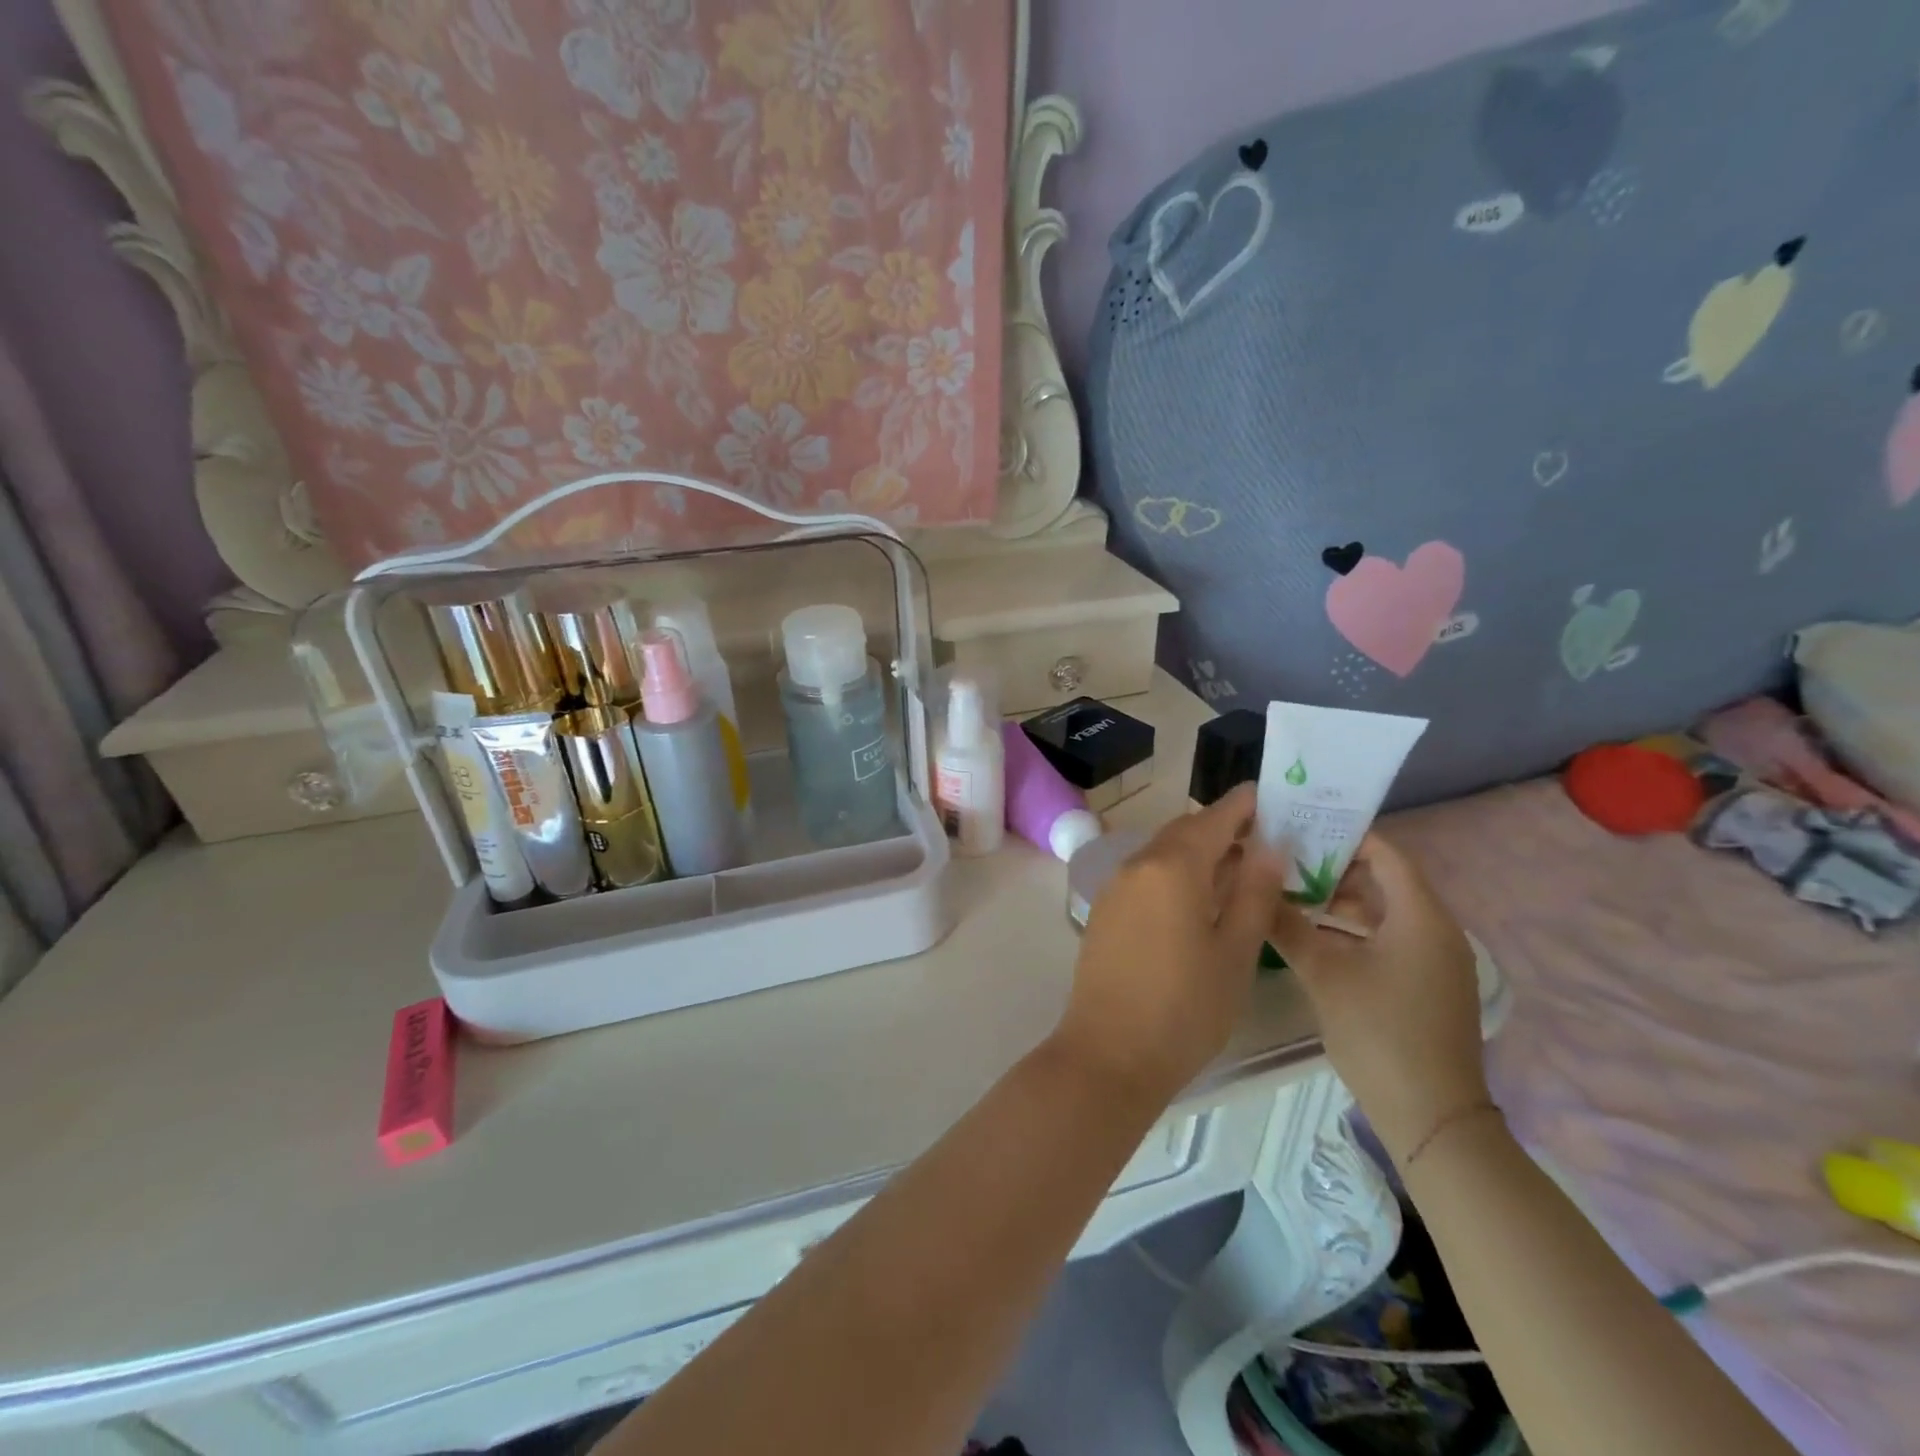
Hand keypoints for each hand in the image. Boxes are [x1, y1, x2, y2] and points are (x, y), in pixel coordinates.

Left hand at [1054, 785, 1286, 1105]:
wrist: (1109, 1054)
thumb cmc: (1185, 1007)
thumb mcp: (1235, 952)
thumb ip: (1254, 894)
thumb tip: (1269, 848)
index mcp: (1172, 866)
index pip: (1214, 818)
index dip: (1244, 805)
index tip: (1274, 797)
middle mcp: (1137, 865)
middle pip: (1185, 832)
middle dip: (1223, 829)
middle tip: (1266, 838)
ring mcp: (1115, 888)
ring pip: (1164, 854)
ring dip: (1200, 853)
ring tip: (1240, 870)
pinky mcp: (1105, 912)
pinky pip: (1146, 876)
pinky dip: (1176, 874)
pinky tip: (1200, 900)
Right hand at [1265, 835, 1490, 1164]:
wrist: (1431, 1115)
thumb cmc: (1379, 1032)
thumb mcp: (1324, 974)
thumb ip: (1288, 926)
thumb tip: (1254, 888)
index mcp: (1421, 917)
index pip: (1386, 854)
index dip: (1346, 836)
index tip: (1300, 829)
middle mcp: (1435, 930)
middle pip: (1384, 880)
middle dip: (1334, 869)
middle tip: (1285, 862)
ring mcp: (1434, 959)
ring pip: (1384, 912)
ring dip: (1340, 902)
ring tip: (1290, 896)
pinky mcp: (1426, 983)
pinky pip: (1389, 938)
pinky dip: (1353, 930)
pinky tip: (1314, 936)